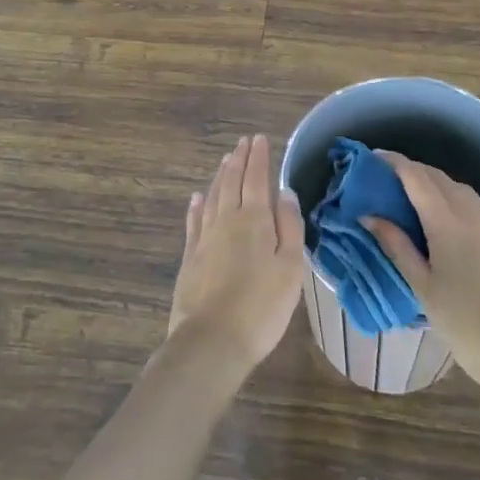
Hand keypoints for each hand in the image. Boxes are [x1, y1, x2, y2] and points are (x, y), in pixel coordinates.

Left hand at [168, 135, 304, 371]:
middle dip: (238, 160)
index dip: (258, 157)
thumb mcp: (290, 267)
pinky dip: (196, 205)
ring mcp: (204, 238)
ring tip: (225, 161)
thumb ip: (289, 226)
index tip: (259, 138)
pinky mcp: (190, 258)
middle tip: (242, 143)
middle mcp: (226, 220)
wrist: (212, 341)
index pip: (256, 178)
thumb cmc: (262, 306)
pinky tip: (197, 197)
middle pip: (231, 182)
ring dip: (220, 176)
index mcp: (253, 219)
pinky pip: (193, 221)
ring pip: (212, 197)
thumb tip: (284, 191)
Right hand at [363, 151, 479, 387]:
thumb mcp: (423, 286)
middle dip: (411, 170)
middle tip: (385, 177)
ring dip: (433, 182)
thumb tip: (369, 215)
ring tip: (410, 195)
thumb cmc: (465, 324)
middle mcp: (471, 214)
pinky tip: (440, 219)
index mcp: (447, 222)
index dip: (394, 162)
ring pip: (458, 188)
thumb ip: (397, 246)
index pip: (416, 177)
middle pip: (438, 177)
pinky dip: (450, 198)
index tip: (372, 157)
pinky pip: (471, 205)